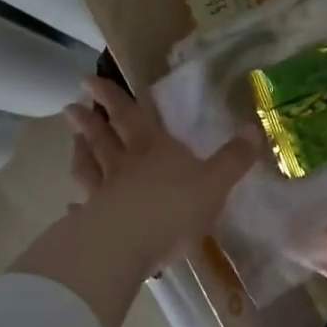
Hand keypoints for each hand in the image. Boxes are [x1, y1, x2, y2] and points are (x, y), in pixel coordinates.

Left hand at [63, 76, 260, 269]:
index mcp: (154, 148)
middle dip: (90, 119)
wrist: (129, 244)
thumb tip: (255, 129)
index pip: (133, 116)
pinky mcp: (94, 222)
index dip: (113, 98)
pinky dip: (77, 205)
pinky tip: (70, 205)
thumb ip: (234, 159)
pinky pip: (84, 208)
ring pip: (89, 166)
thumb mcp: (216, 182)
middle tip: (71, 105)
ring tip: (72, 138)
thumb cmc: (175, 207)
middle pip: (104, 137)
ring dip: (80, 150)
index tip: (90, 81)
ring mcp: (105, 193)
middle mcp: (125, 164)